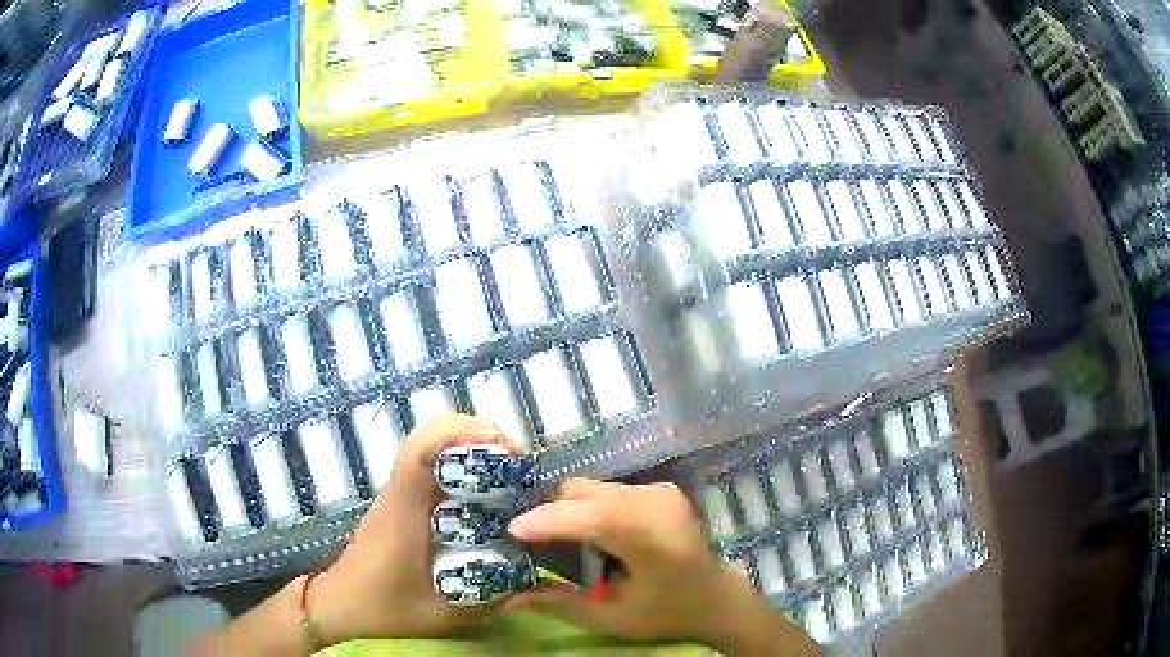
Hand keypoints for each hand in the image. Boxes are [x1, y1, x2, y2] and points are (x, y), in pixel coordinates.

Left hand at [308, 413, 522, 642]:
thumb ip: (493, 596)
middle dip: (479, 436)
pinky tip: (485, 491)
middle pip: (430, 432)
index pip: (420, 451)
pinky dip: (460, 460)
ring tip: (509, 476)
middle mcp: (400, 490)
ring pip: (432, 442)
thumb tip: (544, 575)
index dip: (462, 435)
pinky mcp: (402, 498)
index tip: (506, 449)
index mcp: (404, 511)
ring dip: (472, 446)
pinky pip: (431, 461)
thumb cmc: (387, 610)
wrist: (343, 605)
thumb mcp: (448, 613)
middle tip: (519, 468)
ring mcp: (399, 491)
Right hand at [506, 478, 817, 654]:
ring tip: (566, 546)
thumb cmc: (668, 614)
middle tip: (534, 545)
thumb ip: (559, 605)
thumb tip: (507, 599)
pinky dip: (590, 509)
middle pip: (583, 492)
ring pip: (592, 488)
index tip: (511, 531)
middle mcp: (655, 501)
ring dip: (571, 512)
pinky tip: (594, 538)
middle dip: (553, 515)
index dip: (547, 521)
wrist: (718, 599)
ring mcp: (659, 490)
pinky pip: (608, 491)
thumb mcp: (612, 619)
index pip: (589, 517)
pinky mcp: (660, 489)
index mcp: (649, 536)